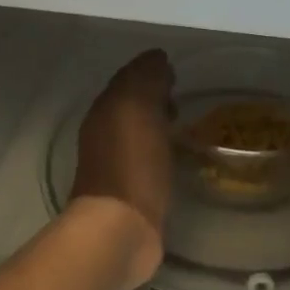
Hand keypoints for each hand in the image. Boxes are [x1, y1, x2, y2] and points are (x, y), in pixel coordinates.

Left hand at [69, 49, 175, 289]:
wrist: (120, 230)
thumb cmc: (131, 165)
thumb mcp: (138, 110)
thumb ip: (146, 81)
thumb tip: (157, 59)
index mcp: (105, 111)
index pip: (127, 79)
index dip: (148, 70)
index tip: (175, 69)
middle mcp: (104, 134)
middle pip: (130, 105)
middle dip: (153, 96)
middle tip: (181, 95)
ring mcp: (115, 165)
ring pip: (138, 132)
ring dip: (157, 124)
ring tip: (185, 124)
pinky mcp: (131, 192)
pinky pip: (147, 159)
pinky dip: (161, 150)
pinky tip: (178, 156)